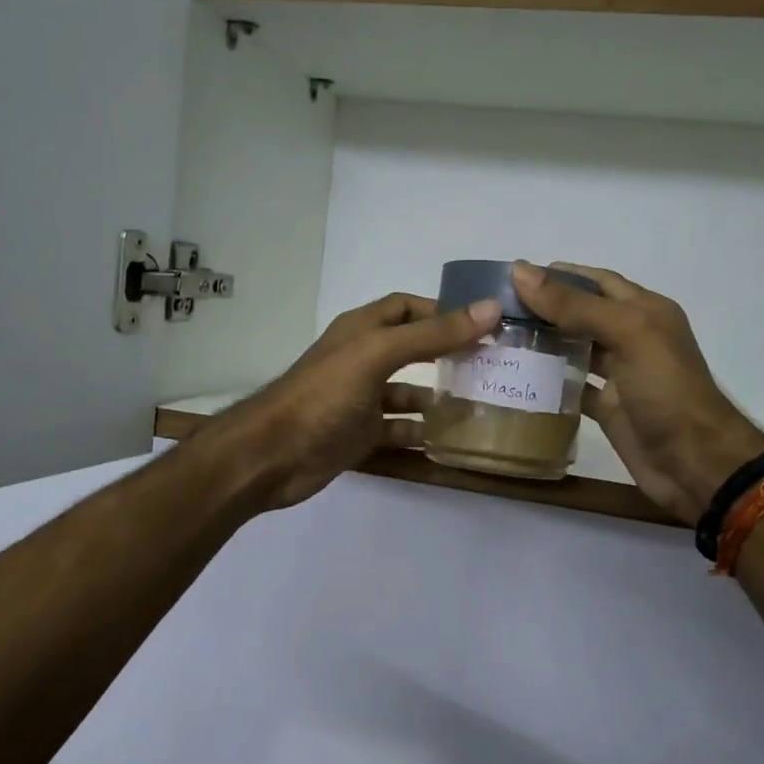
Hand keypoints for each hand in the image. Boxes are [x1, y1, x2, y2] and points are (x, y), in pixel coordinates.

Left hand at [214, 292, 499, 509]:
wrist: (273, 455)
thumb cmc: (324, 394)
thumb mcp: (379, 354)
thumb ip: (433, 334)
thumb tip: (490, 308)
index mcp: (362, 330)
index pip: (408, 307)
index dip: (443, 311)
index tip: (484, 325)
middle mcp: (362, 358)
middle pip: (413, 349)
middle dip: (448, 354)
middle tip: (490, 365)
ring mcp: (361, 399)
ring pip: (408, 392)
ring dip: (438, 397)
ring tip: (479, 405)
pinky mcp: (360, 434)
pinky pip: (398, 429)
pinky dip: (420, 432)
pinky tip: (448, 440)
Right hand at [511, 262, 763, 524]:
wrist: (695, 463)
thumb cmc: (666, 390)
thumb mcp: (626, 334)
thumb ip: (574, 304)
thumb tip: (520, 270)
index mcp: (644, 310)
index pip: (596, 281)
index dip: (558, 275)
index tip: (512, 277)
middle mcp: (632, 337)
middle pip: (582, 313)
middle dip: (545, 308)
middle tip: (497, 310)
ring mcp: (620, 375)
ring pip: (576, 349)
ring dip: (543, 343)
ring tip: (499, 338)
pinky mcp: (608, 408)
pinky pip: (573, 388)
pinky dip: (549, 382)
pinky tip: (517, 377)